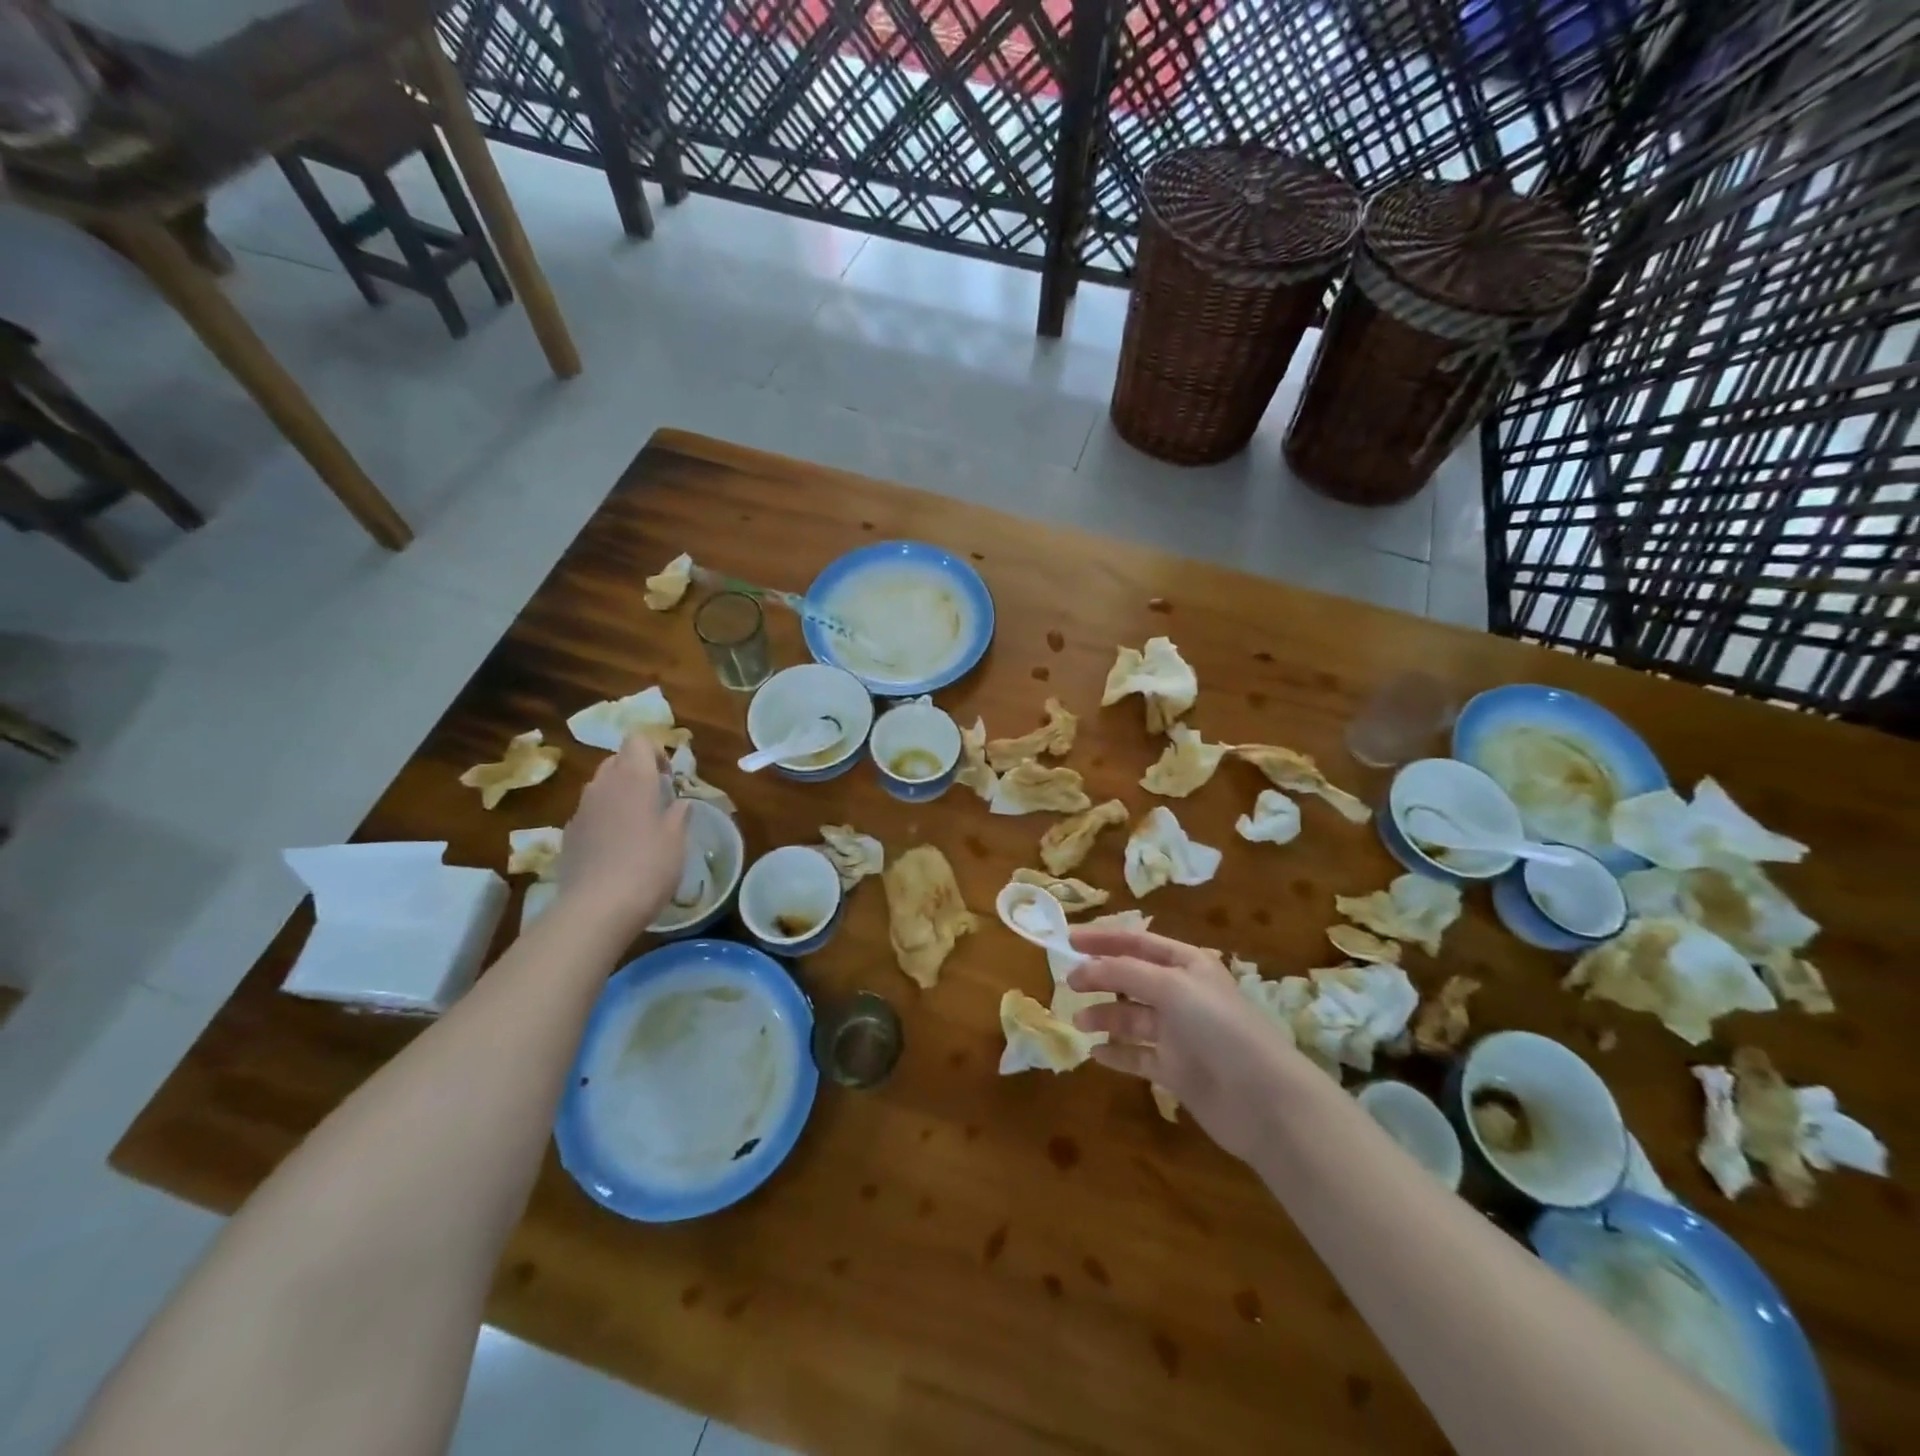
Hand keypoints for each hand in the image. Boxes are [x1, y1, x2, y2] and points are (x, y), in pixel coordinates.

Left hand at [556, 736, 689, 937]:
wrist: (597, 908)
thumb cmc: (648, 867)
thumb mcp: (676, 841)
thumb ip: (678, 815)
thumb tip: (679, 804)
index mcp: (633, 778)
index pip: (638, 741)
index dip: (655, 752)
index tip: (669, 778)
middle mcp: (603, 786)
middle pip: (617, 760)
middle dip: (637, 770)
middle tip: (657, 798)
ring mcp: (581, 810)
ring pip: (601, 786)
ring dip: (619, 794)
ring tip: (638, 823)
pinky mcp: (569, 834)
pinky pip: (590, 812)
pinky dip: (604, 817)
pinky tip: (617, 846)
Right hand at [1066, 926, 1307, 1162]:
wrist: (1263, 1099)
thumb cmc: (1219, 1027)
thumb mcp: (1171, 987)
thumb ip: (1124, 973)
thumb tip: (1084, 969)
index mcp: (1188, 965)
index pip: (1138, 942)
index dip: (1103, 939)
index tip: (1068, 940)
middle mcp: (1183, 995)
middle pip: (1132, 978)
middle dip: (1101, 978)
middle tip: (1069, 983)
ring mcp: (1180, 1034)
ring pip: (1132, 1018)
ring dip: (1105, 1016)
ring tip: (1080, 1021)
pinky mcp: (1177, 1070)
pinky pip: (1138, 1056)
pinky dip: (1117, 1053)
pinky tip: (1095, 1054)